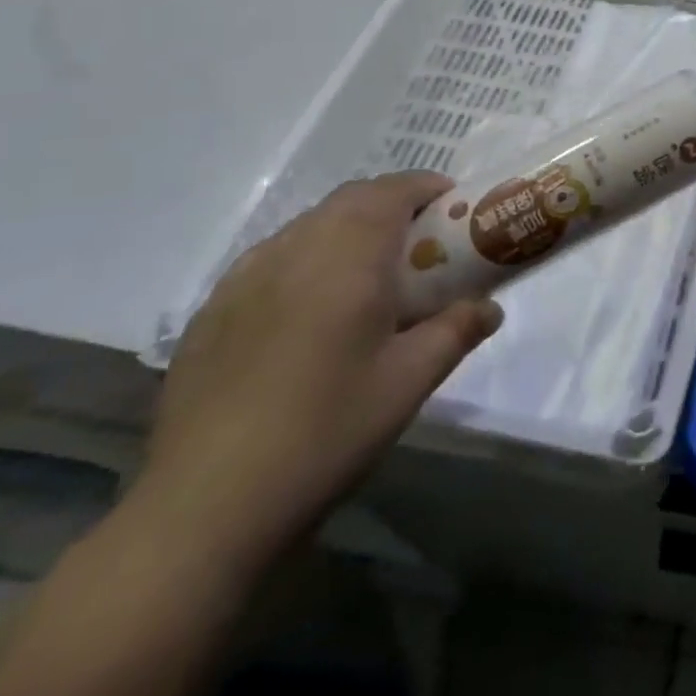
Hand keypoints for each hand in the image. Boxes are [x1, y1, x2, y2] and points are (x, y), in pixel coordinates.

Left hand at [136, 172, 503, 575]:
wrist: (206, 507)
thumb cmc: (327, 430)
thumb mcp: (411, 381)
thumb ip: (457, 330)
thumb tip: (490, 308)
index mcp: (347, 257)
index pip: (392, 191)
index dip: (426, 187)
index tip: (454, 206)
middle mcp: (293, 251)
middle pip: (349, 200)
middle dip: (392, 205)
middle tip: (422, 242)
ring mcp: (242, 280)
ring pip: (307, 226)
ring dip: (348, 229)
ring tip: (371, 273)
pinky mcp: (210, 313)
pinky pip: (271, 260)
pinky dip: (307, 259)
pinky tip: (311, 309)